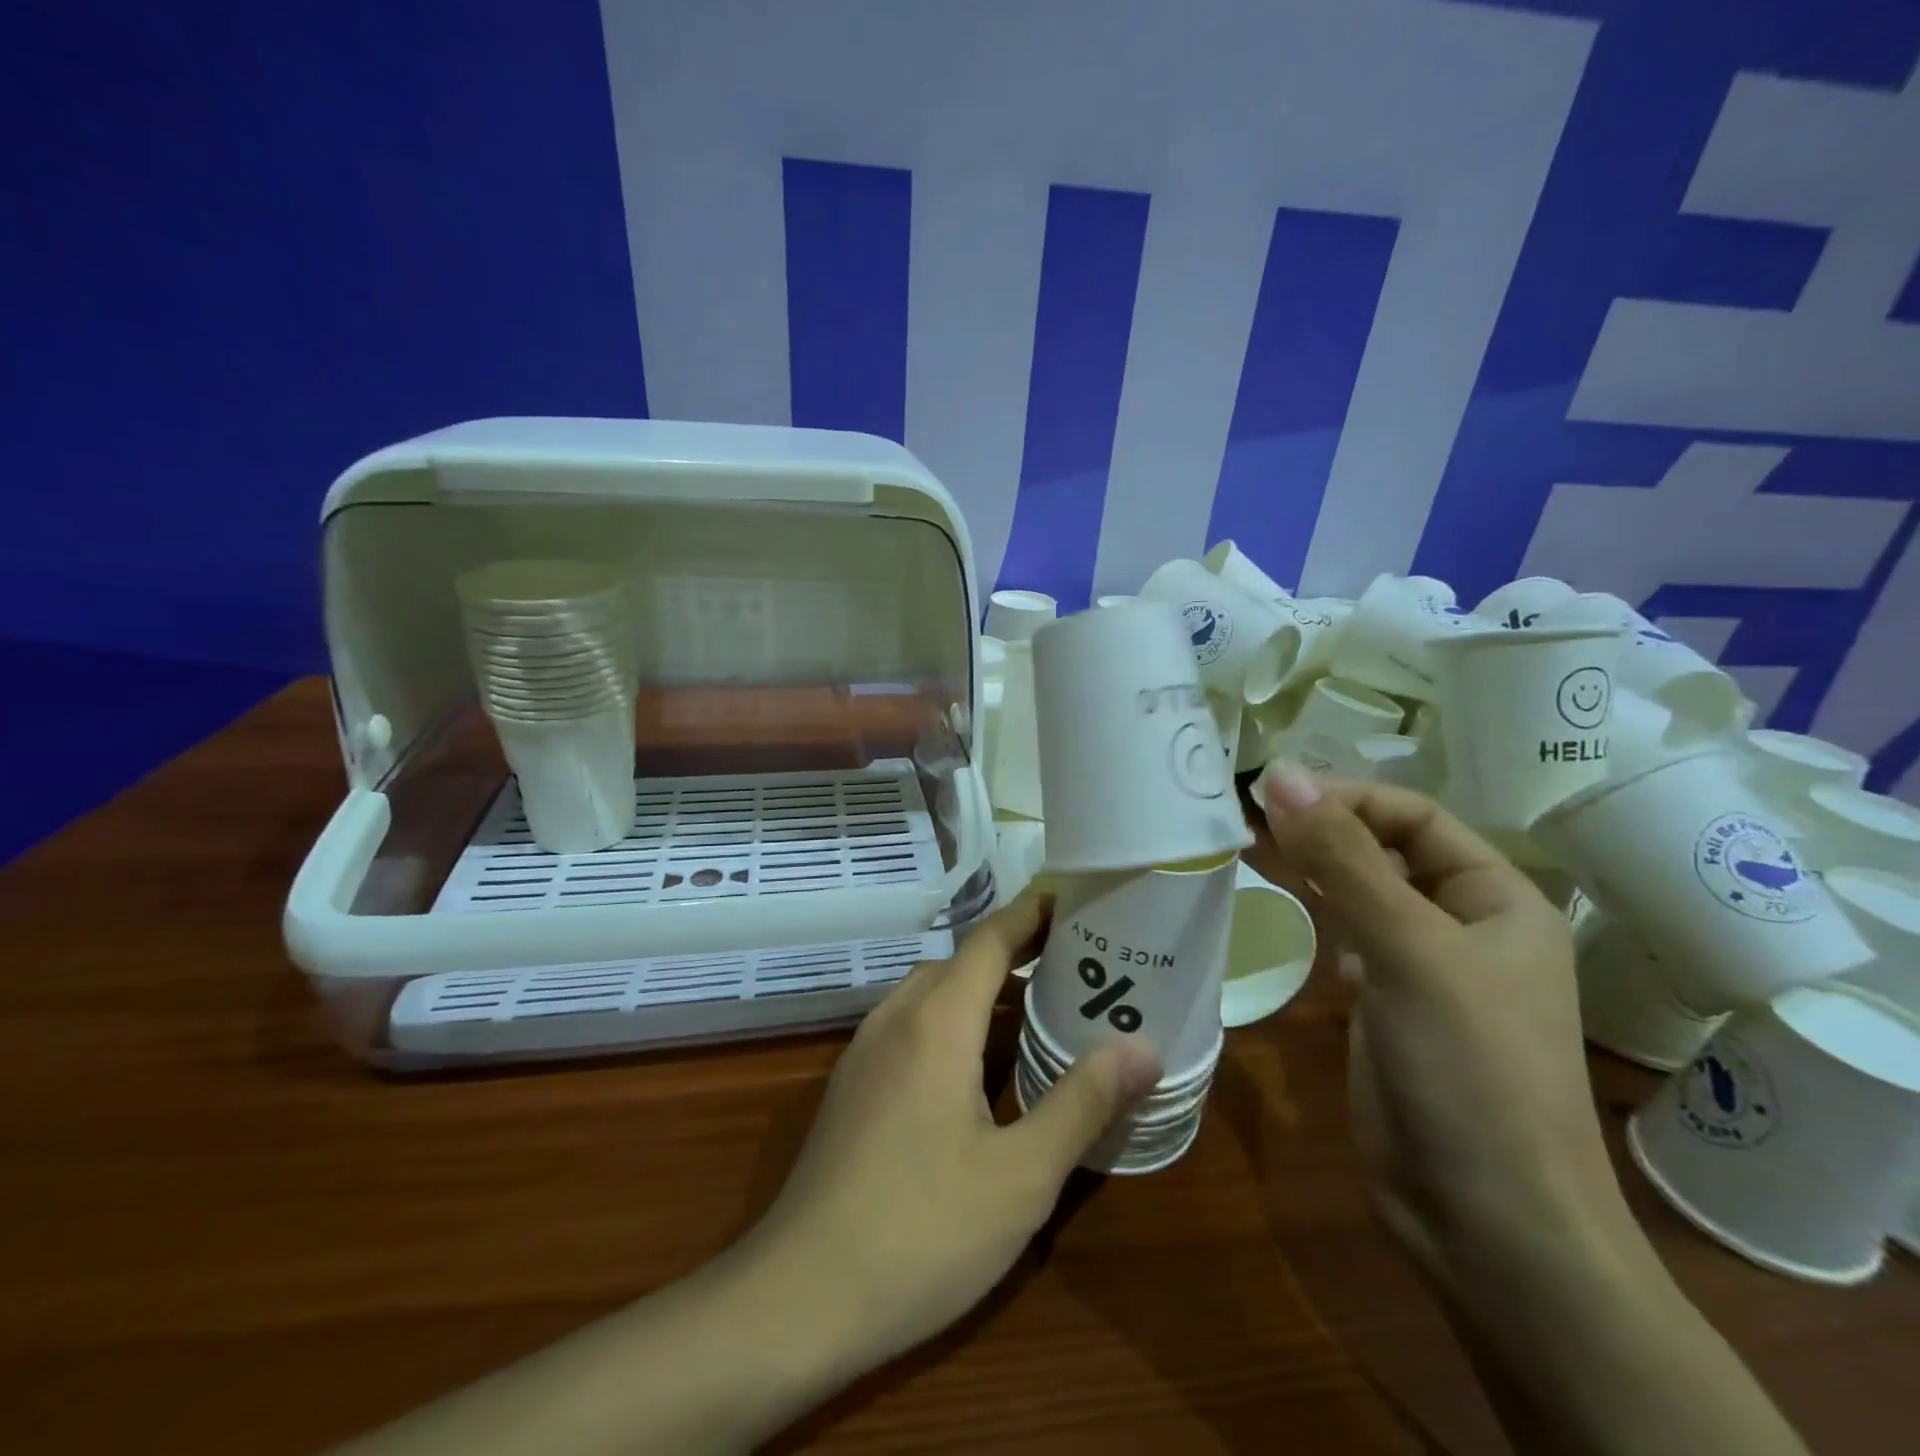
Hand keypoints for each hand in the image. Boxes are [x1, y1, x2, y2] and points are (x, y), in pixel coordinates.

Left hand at [740, 894, 1159, 1388]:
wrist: (798, 1297)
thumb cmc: (922, 1230)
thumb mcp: (1021, 1174)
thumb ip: (1082, 1102)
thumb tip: (1141, 1048)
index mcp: (937, 1020)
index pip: (990, 940)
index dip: (1031, 915)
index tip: (1072, 902)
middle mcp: (895, 1018)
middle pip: (960, 963)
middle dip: (1015, 956)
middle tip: (1074, 970)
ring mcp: (865, 1052)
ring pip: (931, 996)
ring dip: (981, 993)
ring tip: (1036, 1017)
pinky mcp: (852, 1087)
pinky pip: (910, 1028)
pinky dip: (951, 1024)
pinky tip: (977, 1075)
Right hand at [1254, 768, 1627, 1280]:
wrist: (1487, 1221)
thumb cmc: (1469, 1069)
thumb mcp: (1408, 950)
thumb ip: (1343, 860)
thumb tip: (1281, 775)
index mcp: (1498, 899)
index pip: (1414, 816)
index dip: (1346, 797)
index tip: (1269, 794)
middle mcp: (1466, 925)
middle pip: (1386, 850)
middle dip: (1324, 828)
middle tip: (1247, 817)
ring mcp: (1426, 969)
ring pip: (1364, 893)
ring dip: (1316, 869)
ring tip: (1253, 852)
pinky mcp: (1389, 1007)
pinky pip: (1351, 939)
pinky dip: (1320, 917)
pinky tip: (1294, 920)